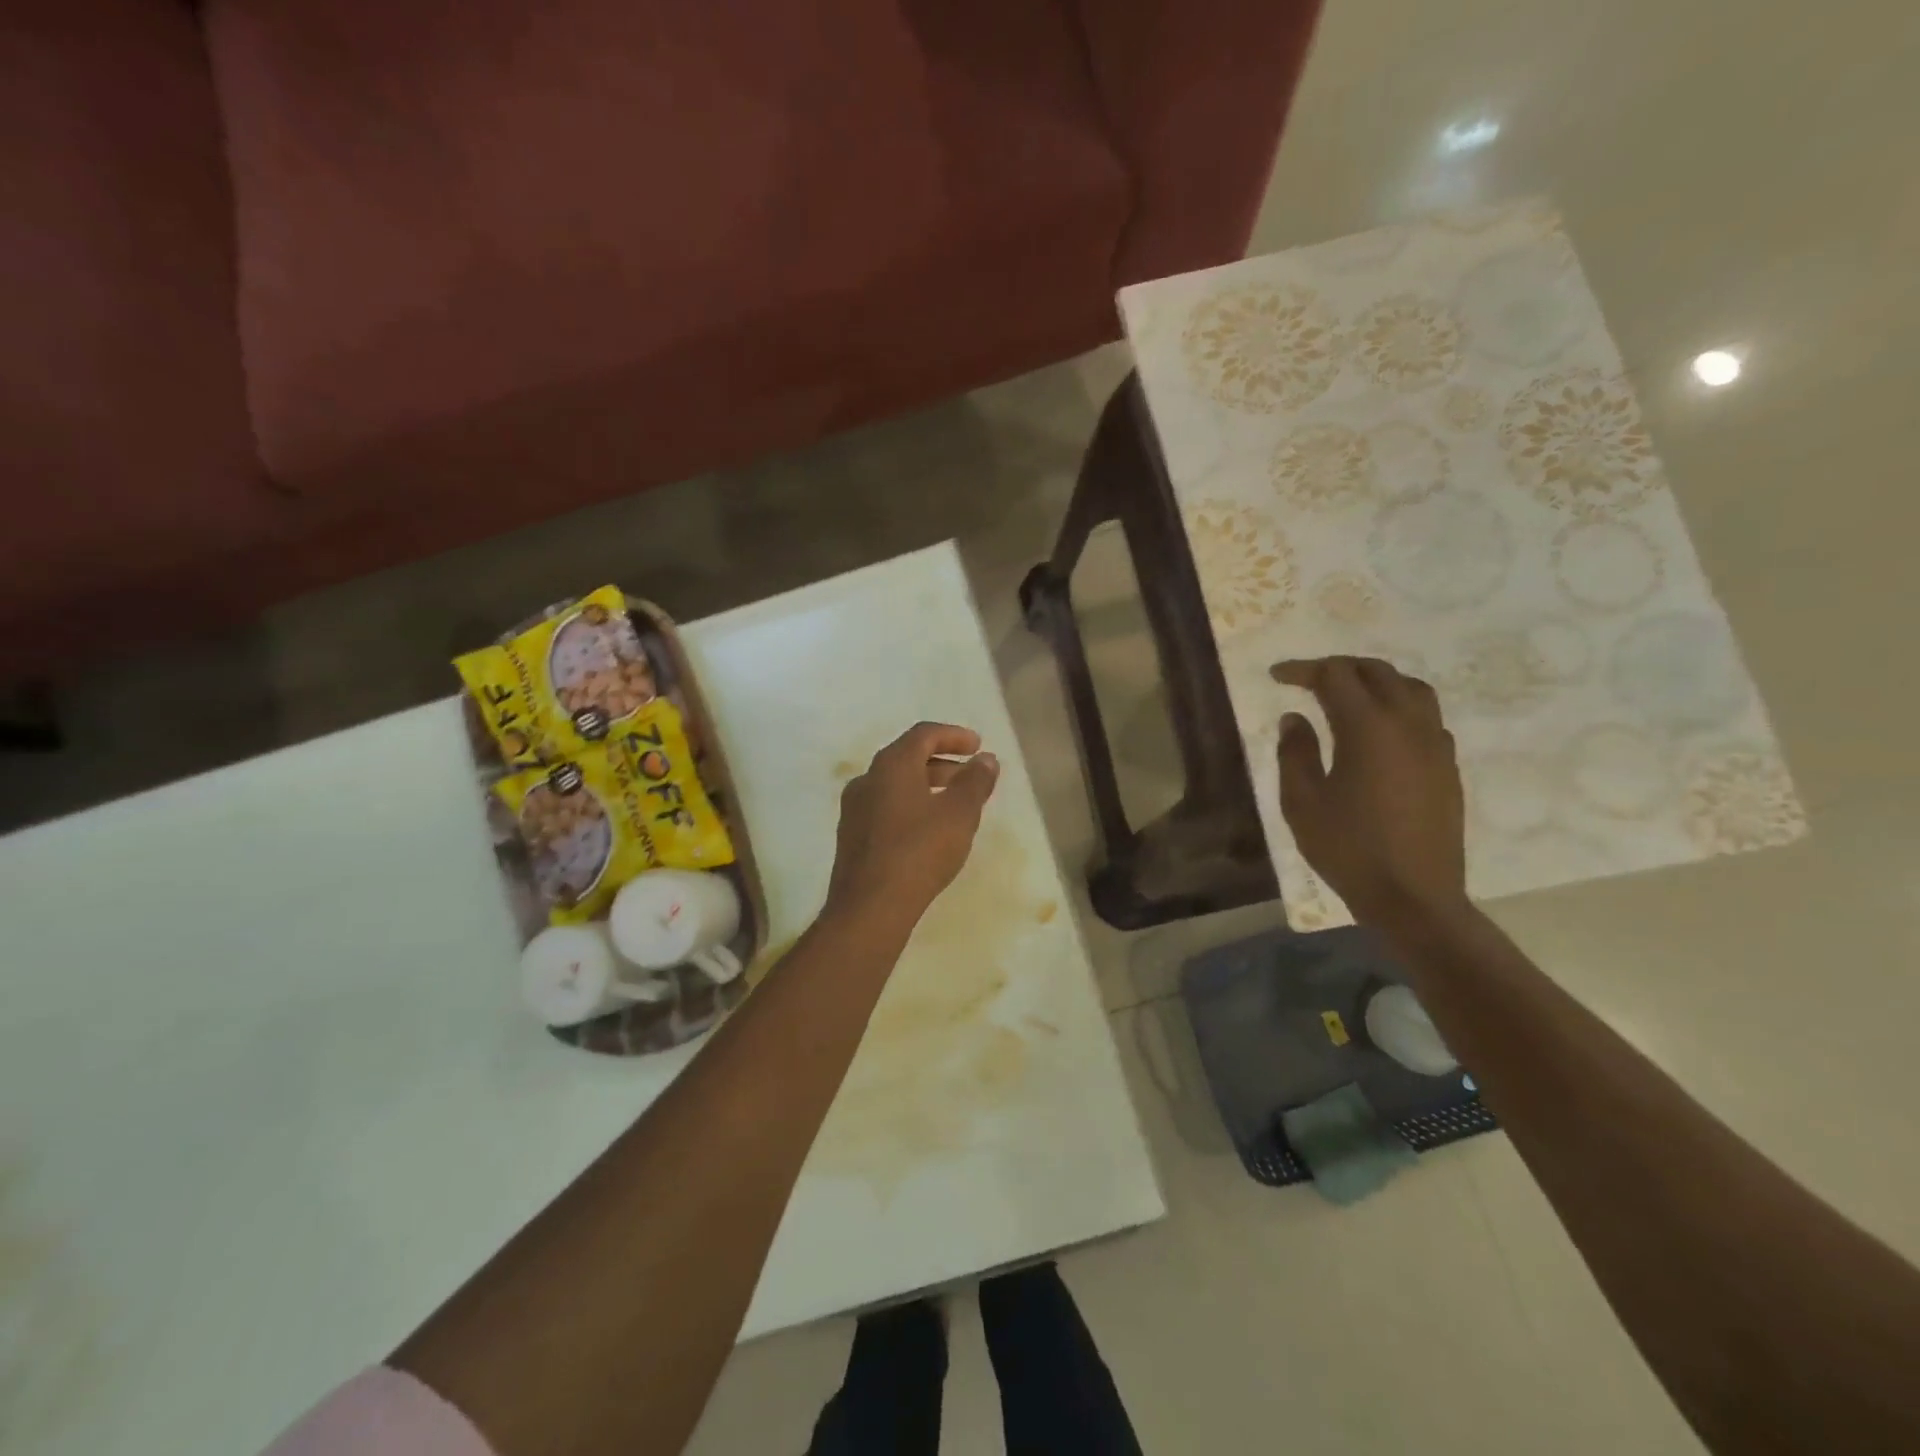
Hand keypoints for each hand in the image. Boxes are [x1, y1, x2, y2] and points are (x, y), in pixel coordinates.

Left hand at [825, 722, 999, 925]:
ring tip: (953, 804)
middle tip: (970, 775)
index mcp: (891, 765)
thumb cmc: (919, 851)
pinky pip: (885, 807)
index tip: (978, 746)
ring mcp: (854, 809)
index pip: (924, 734)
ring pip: (895, 784)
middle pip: (907, 757)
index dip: (954, 736)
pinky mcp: (851, 836)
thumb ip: (975, 782)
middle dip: (942, 762)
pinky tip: (927, 830)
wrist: (869, 907)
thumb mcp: (959, 814)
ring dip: (927, 785)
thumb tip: (986, 759)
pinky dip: (911, 805)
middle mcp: (867, 779)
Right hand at [1269, 657, 1467, 929]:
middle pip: (1376, 672)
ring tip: (1348, 695)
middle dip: (1339, 668)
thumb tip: (1295, 719)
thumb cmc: (1348, 848)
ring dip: (1375, 681)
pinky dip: (1398, 706)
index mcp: (1368, 728)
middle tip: (1308, 680)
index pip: (1334, 676)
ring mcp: (1434, 744)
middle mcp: (1407, 724)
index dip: (1303, 670)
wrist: (1414, 897)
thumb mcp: (1302, 802)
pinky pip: (1426, 716)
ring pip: (1410, 688)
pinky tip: (1380, 731)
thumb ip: (1295, 752)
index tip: (1277, 676)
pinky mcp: (1447, 766)